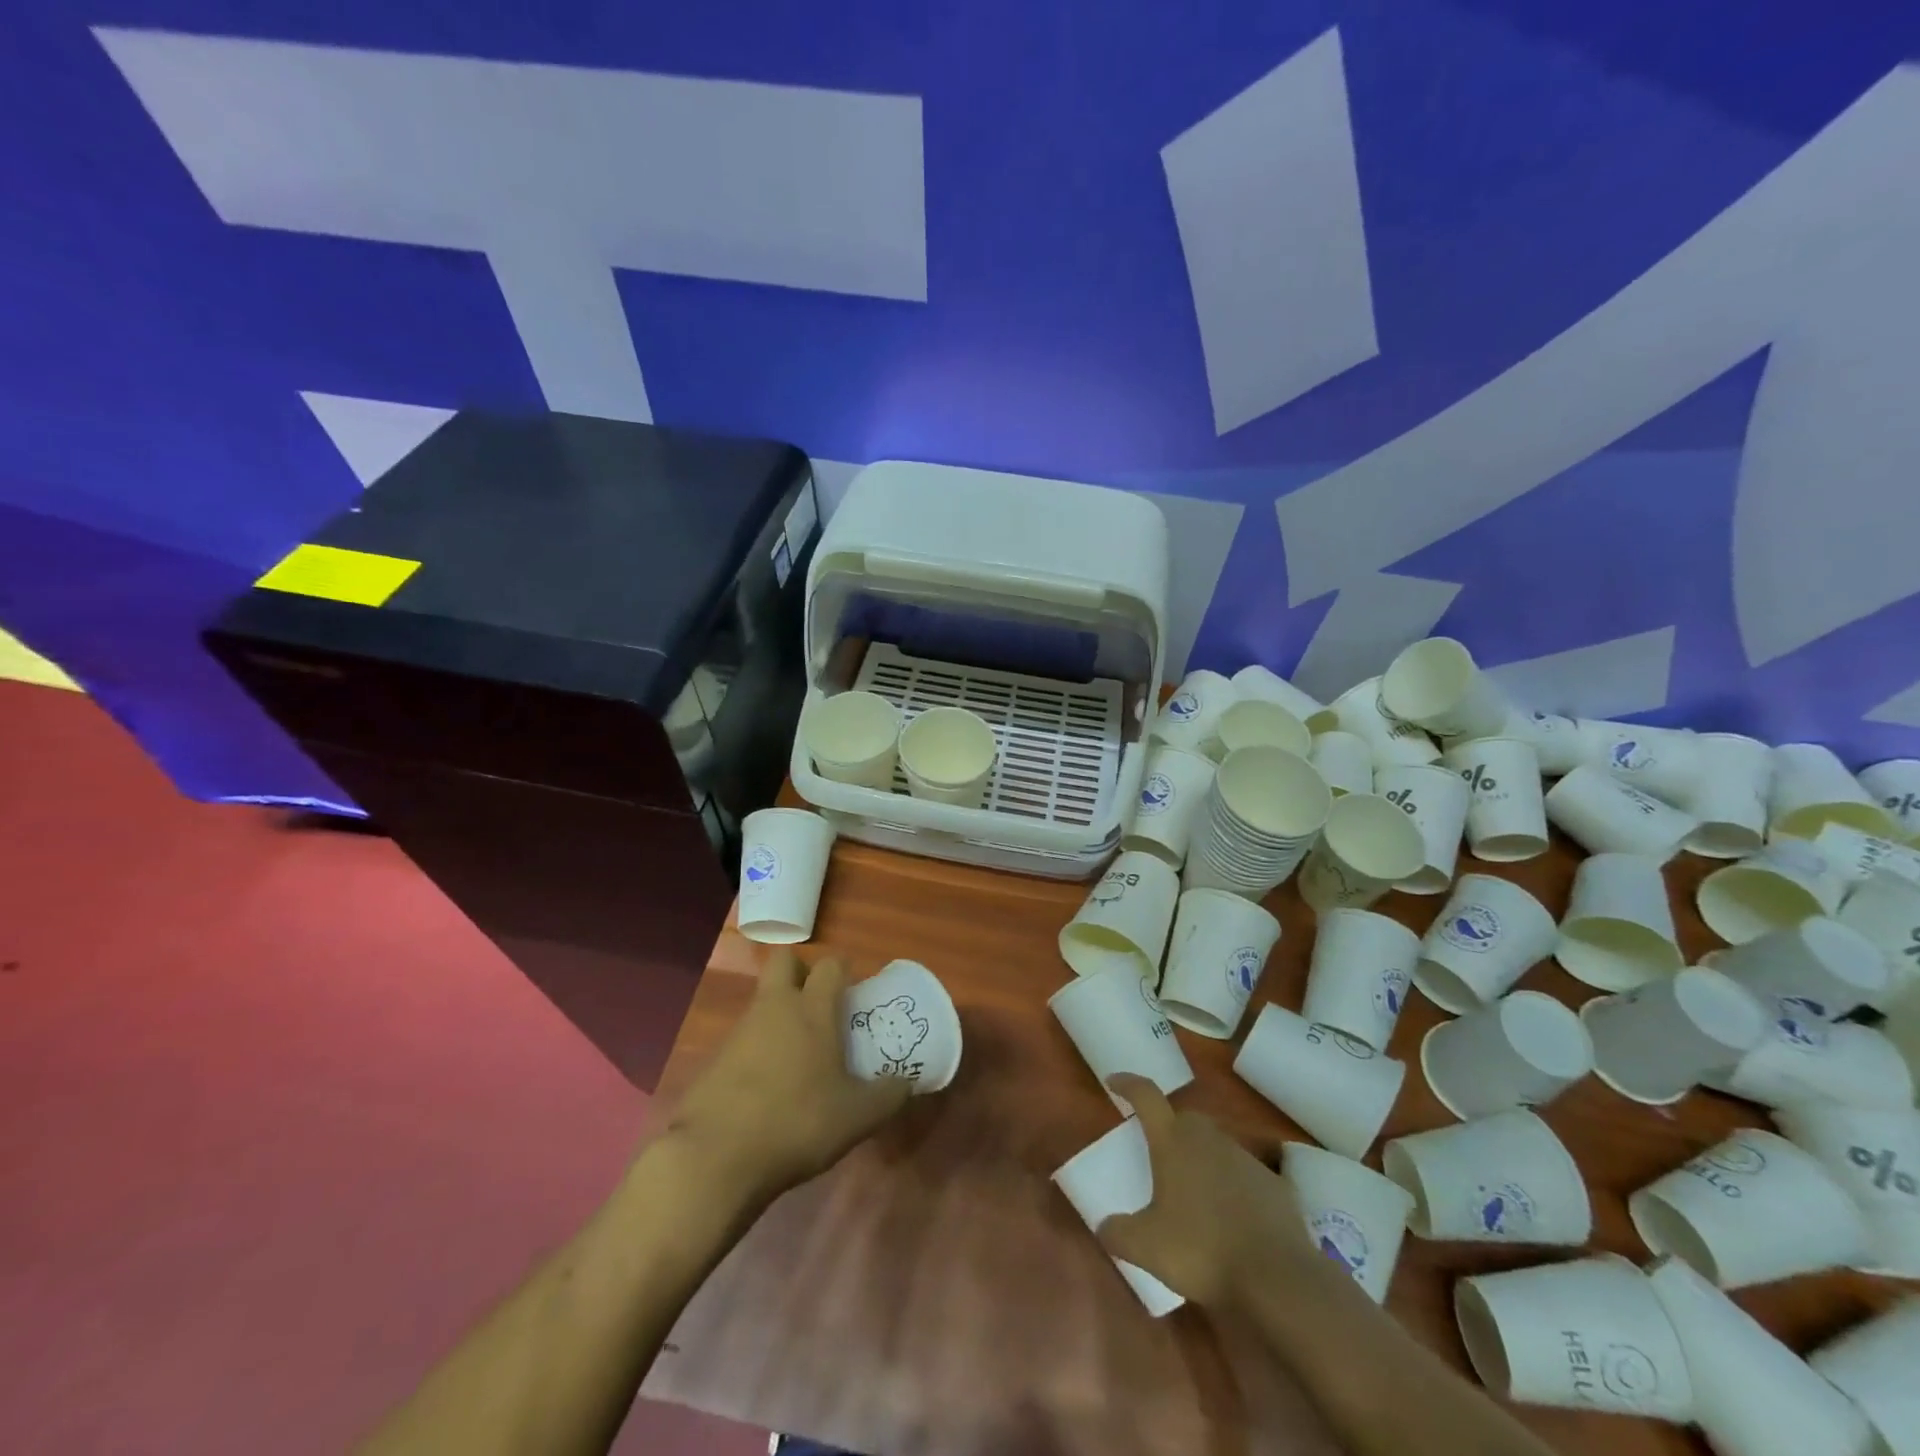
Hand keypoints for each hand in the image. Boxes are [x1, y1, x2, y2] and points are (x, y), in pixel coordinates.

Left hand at [667, 949, 913, 1204]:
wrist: (715, 1158)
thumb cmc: (796, 1123)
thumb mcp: (857, 1118)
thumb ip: (887, 1096)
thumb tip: (906, 1083)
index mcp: (812, 1010)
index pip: (830, 964)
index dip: (843, 971)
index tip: (853, 993)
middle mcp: (774, 1007)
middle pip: (785, 961)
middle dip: (802, 972)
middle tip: (819, 1006)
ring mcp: (739, 1031)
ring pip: (763, 1001)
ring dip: (779, 1016)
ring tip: (799, 1059)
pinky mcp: (714, 1059)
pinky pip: (743, 1039)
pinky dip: (757, 1051)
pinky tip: (768, 1089)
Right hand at [1095, 1075, 1321, 1312]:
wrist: (1277, 1277)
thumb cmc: (1201, 1250)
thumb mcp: (1146, 1247)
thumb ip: (1118, 1233)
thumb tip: (1104, 1226)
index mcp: (1172, 1141)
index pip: (1145, 1095)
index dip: (1128, 1084)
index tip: (1115, 1081)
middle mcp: (1208, 1138)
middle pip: (1183, 1118)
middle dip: (1169, 1127)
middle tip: (1159, 1152)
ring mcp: (1245, 1157)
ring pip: (1216, 1144)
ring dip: (1202, 1157)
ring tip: (1195, 1191)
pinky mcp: (1275, 1183)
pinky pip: (1246, 1175)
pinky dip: (1234, 1186)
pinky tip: (1233, 1216)